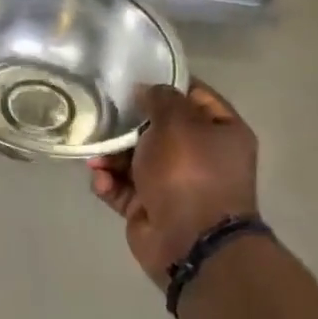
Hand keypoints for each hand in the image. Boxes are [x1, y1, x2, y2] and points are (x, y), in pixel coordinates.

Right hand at [89, 82, 258, 286]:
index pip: (195, 96)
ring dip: (111, 156)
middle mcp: (201, 157)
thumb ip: (160, 99)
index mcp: (222, 133)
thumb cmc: (189, 172)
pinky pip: (123, 188)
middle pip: (158, 129)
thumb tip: (146, 90)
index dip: (166, 84)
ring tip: (95, 156)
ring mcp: (174, 185)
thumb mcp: (177, 122)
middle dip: (128, 124)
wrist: (190, 241)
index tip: (133, 77)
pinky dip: (109, 183)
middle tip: (102, 115)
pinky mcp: (149, 207)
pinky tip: (100, 180)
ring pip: (135, 159)